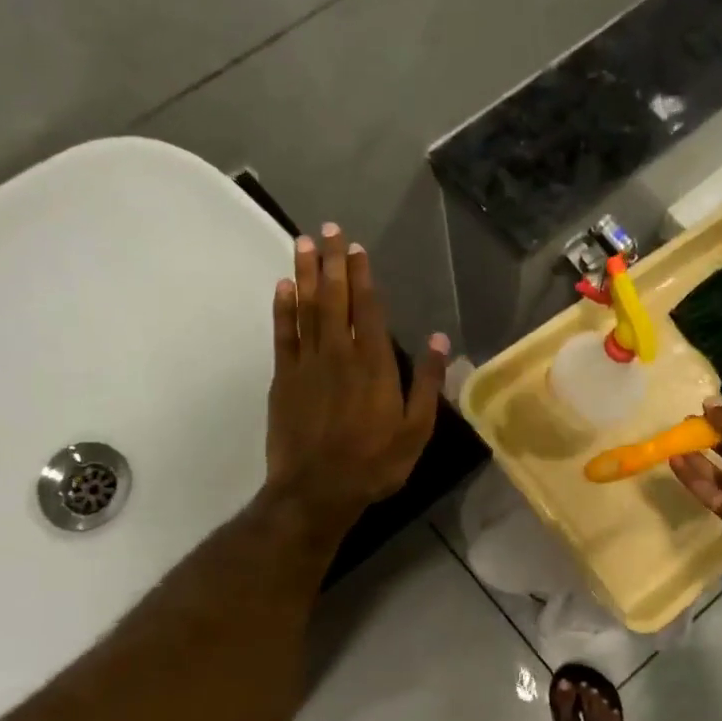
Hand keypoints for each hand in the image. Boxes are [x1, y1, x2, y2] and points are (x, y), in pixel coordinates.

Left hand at [265, 223, 447, 538]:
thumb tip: (439, 339)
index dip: (362, 277)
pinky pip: (283, 335)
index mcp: (373, 364)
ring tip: (302, 243)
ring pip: (306, 309)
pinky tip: (282, 287)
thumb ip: (426, 382)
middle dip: (332, 262)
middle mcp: (338, 354)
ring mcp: (307, 365)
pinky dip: (282, 309)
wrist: (317, 491)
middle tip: (328, 229)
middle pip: (334, 299)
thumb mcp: (416, 430)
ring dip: (305, 274)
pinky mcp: (284, 379)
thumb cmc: (375, 463)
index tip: (356, 248)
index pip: (367, 309)